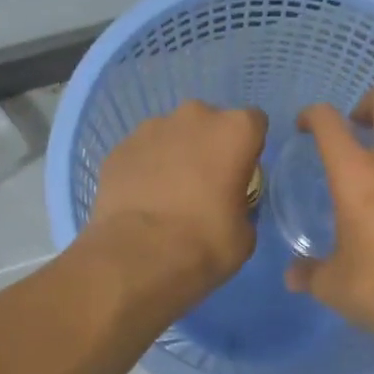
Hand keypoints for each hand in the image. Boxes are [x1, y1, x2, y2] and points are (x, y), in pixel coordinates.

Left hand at [86, 100, 267, 305]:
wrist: (138, 257)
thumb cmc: (205, 243)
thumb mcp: (245, 232)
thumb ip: (242, 205)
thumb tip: (228, 204)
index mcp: (235, 130)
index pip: (254, 123)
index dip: (249, 149)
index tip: (241, 176)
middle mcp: (195, 116)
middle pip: (210, 123)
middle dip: (209, 146)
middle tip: (204, 185)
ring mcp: (152, 128)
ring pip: (172, 134)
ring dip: (175, 155)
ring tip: (168, 194)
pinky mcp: (120, 147)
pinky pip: (141, 153)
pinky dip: (145, 169)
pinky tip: (142, 200)